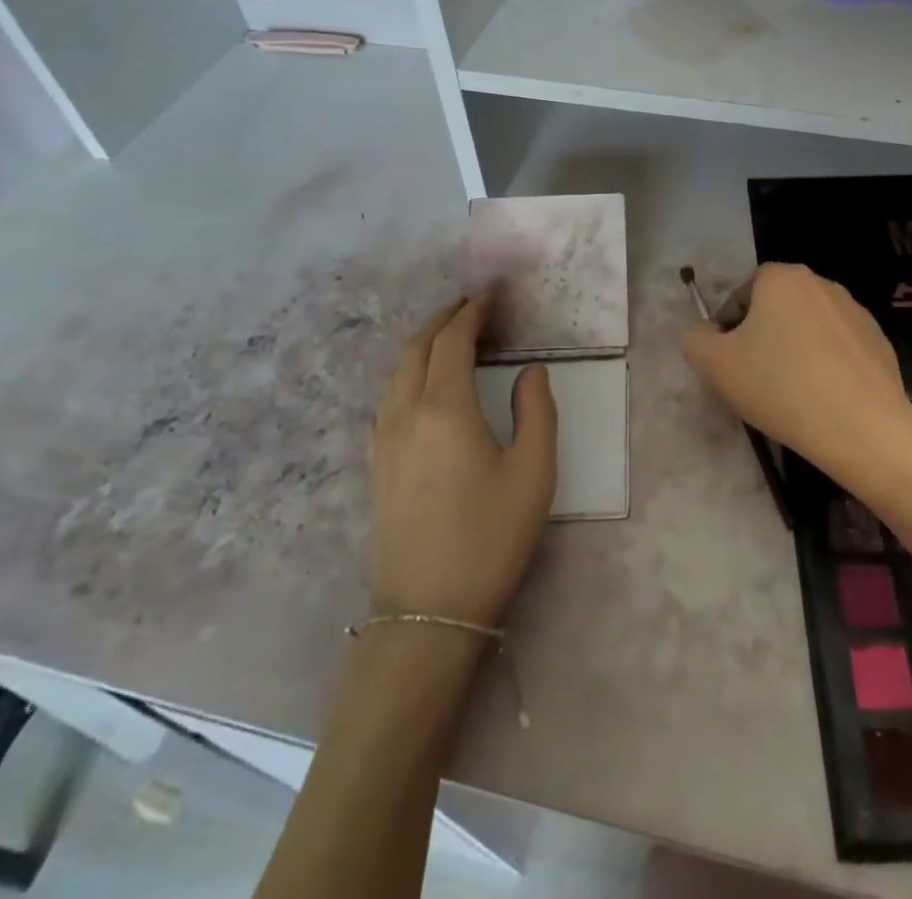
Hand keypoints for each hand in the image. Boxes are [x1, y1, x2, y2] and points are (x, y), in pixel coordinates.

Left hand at [369, 294, 556, 628]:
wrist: (427, 615)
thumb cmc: (490, 538)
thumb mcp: (534, 472)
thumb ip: (536, 410)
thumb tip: (530, 371)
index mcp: (445, 407)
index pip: (453, 340)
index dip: (472, 312)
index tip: (491, 295)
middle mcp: (405, 412)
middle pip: (417, 348)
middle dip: (443, 320)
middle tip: (471, 308)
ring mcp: (382, 439)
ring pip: (396, 372)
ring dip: (422, 344)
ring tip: (448, 337)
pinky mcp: (375, 464)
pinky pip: (386, 398)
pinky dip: (406, 373)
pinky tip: (420, 386)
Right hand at [682, 263, 911, 477]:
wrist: (862, 428)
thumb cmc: (780, 387)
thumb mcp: (714, 365)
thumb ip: (697, 339)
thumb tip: (708, 332)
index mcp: (781, 278)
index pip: (743, 292)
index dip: (730, 326)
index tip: (730, 361)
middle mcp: (821, 283)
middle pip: (777, 307)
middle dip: (763, 336)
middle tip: (756, 377)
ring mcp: (855, 311)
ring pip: (809, 327)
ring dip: (795, 349)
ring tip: (791, 392)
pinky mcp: (878, 340)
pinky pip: (838, 347)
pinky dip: (826, 365)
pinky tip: (824, 399)